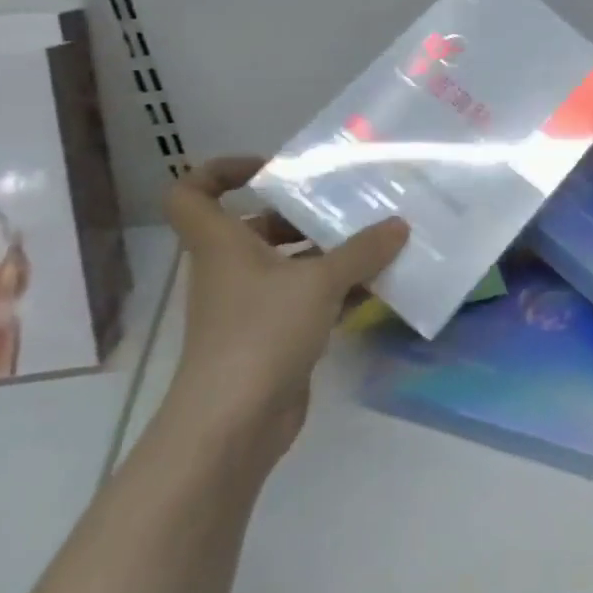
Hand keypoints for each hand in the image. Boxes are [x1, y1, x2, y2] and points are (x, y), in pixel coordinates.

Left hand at [161, 156, 408, 458]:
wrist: (233, 423)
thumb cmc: (261, 333)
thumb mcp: (319, 282)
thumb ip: (362, 251)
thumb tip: (399, 226)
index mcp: (223, 244)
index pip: (193, 193)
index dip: (222, 171)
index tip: (272, 169)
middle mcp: (232, 269)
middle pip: (258, 227)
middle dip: (303, 214)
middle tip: (350, 205)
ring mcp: (251, 306)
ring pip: (290, 265)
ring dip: (330, 253)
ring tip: (379, 241)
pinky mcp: (273, 337)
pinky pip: (308, 299)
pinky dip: (339, 290)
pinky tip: (379, 285)